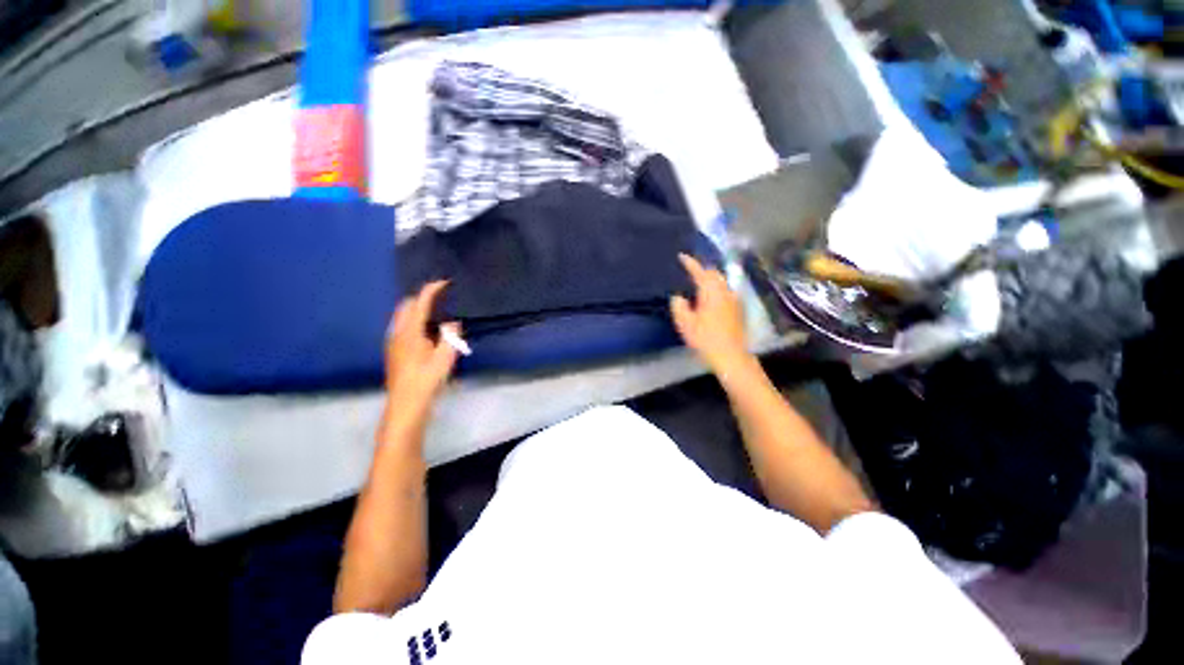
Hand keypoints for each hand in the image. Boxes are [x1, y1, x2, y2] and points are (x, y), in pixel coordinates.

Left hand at [383, 281, 458, 425]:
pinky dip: (413, 321)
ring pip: (403, 316)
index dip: (431, 290)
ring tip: (436, 314)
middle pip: (406, 306)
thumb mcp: (445, 357)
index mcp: (410, 331)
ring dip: (417, 310)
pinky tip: (426, 333)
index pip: (419, 303)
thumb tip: (452, 323)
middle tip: (441, 299)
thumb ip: (450, 336)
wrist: (406, 404)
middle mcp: (398, 332)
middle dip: (421, 298)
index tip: (444, 282)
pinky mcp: (393, 351)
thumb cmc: (427, 379)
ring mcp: (393, 342)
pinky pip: (402, 326)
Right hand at [671, 254, 751, 373]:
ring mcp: (734, 299)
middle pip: (714, 273)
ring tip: (698, 283)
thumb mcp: (685, 324)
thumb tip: (678, 297)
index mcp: (711, 292)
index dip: (690, 263)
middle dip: (702, 270)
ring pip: (722, 282)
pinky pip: (726, 291)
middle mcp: (725, 291)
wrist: (731, 356)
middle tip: (689, 271)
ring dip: (710, 279)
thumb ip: (679, 306)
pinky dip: (716, 288)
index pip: (700, 271)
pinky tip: (710, 298)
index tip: (682, 256)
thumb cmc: (705, 339)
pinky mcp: (738, 309)